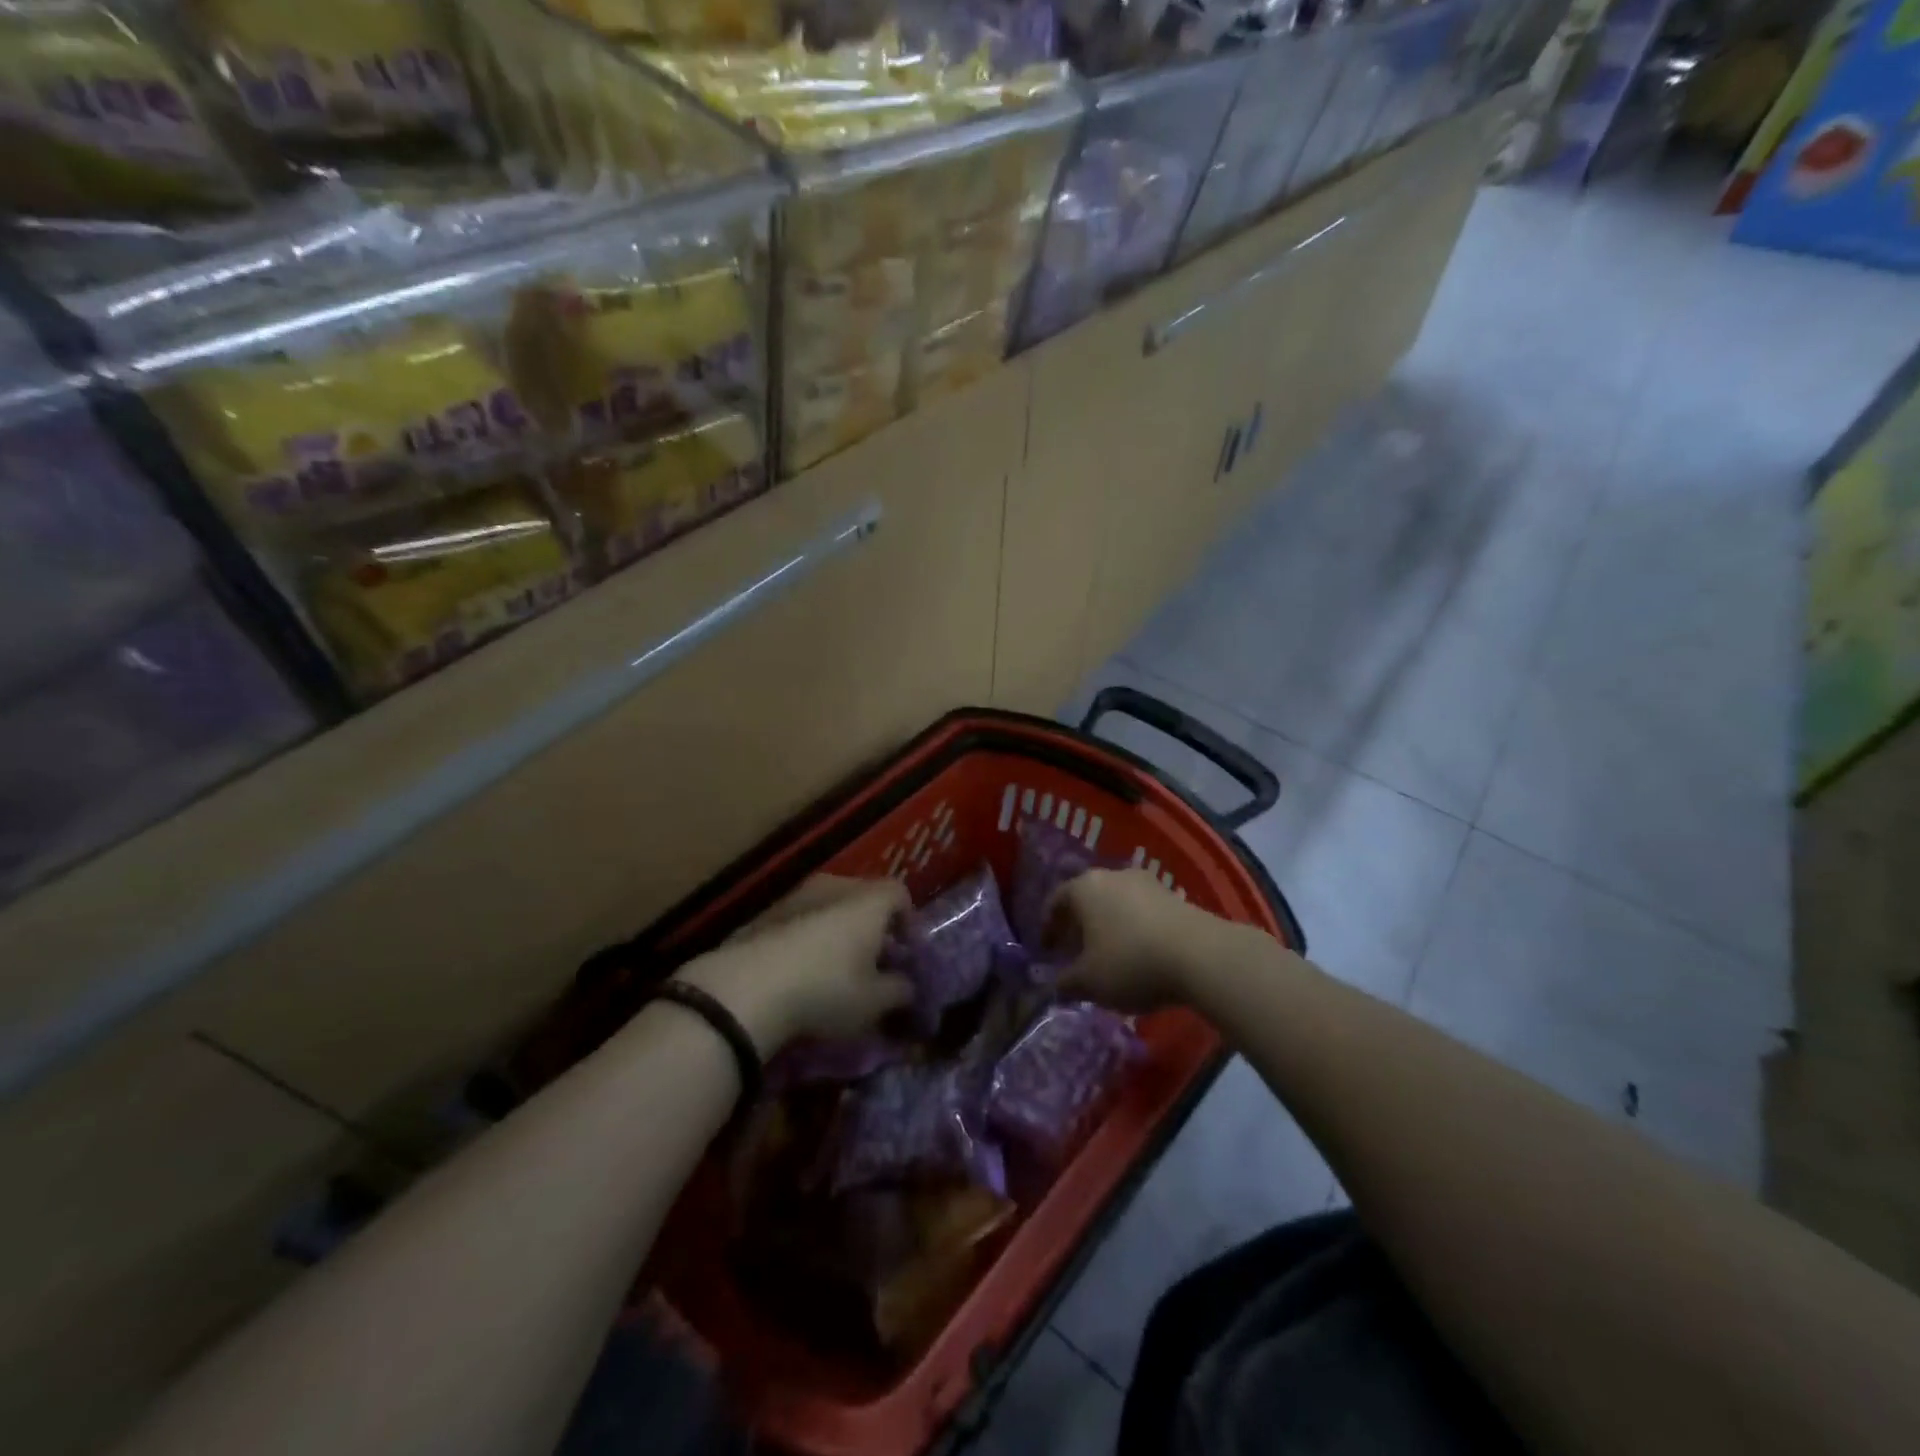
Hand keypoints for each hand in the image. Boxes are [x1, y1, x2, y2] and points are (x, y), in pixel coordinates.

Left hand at [675, 876, 911, 1054]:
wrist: (745, 990)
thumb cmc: (826, 989)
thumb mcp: (875, 1002)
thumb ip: (900, 991)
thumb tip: (907, 986)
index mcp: (868, 901)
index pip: (900, 894)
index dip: (908, 922)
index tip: (906, 953)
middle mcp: (835, 887)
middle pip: (863, 898)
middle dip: (873, 928)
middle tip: (875, 963)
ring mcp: (796, 897)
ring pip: (829, 908)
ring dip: (839, 934)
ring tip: (838, 971)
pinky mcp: (764, 915)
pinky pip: (801, 921)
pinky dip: (809, 940)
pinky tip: (803, 974)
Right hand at [1048, 868, 1235, 1013]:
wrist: (1200, 955)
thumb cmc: (1130, 962)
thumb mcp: (1089, 982)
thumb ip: (1065, 983)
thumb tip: (1053, 985)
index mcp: (1084, 888)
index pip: (1056, 901)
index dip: (1047, 927)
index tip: (1047, 950)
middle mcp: (1112, 875)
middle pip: (1086, 898)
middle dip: (1078, 925)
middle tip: (1075, 953)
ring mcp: (1145, 882)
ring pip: (1115, 903)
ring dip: (1108, 926)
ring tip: (1109, 956)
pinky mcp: (1173, 895)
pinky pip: (1141, 910)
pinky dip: (1133, 928)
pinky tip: (1140, 954)